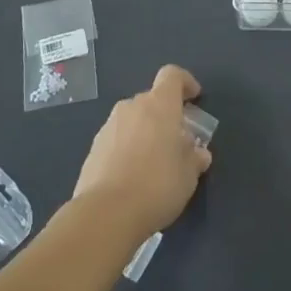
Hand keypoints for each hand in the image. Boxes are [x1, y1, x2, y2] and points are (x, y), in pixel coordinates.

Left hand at [72, 65, 211, 245]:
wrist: (106, 214)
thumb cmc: (157, 185)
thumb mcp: (189, 175)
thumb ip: (195, 158)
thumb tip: (198, 152)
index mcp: (159, 105)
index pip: (172, 75)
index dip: (185, 82)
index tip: (195, 98)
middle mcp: (132, 108)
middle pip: (152, 99)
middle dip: (165, 115)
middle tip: (177, 141)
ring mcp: (109, 127)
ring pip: (133, 120)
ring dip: (145, 132)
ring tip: (154, 162)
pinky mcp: (93, 149)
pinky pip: (117, 139)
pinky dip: (127, 148)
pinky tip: (133, 176)